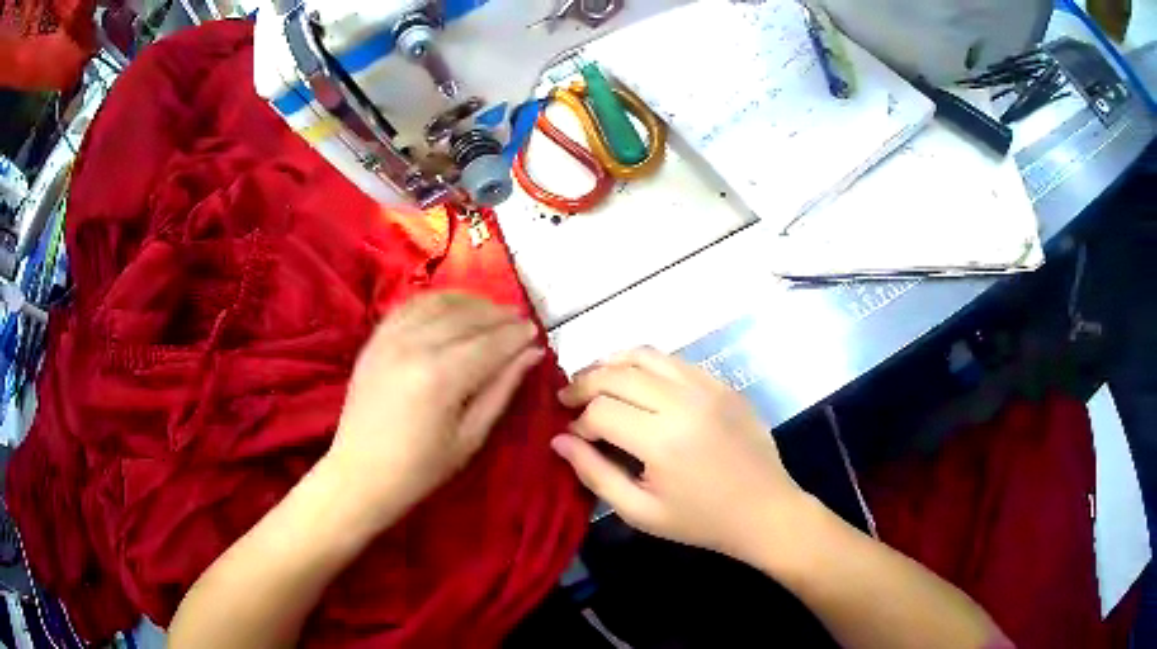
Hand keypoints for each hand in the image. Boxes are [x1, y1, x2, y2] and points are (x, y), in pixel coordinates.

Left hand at [324, 292, 543, 531]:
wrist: (360, 473)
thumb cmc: (420, 468)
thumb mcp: (470, 437)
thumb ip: (501, 390)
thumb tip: (531, 354)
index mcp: (442, 377)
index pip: (491, 343)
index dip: (517, 335)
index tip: (536, 331)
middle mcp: (415, 345)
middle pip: (468, 316)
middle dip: (499, 315)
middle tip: (519, 321)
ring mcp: (391, 337)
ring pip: (440, 303)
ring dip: (471, 302)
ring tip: (490, 313)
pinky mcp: (375, 339)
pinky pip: (411, 305)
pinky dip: (436, 301)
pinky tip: (452, 309)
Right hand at [553, 348, 806, 561]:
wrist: (765, 510)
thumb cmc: (701, 520)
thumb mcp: (640, 512)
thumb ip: (595, 474)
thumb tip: (559, 440)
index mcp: (662, 441)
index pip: (601, 410)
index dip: (578, 420)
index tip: (573, 435)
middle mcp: (683, 402)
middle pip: (617, 374)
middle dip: (584, 383)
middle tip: (569, 398)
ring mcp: (707, 387)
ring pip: (645, 355)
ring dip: (612, 364)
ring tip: (596, 381)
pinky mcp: (722, 384)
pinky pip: (674, 361)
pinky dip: (646, 365)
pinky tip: (638, 383)